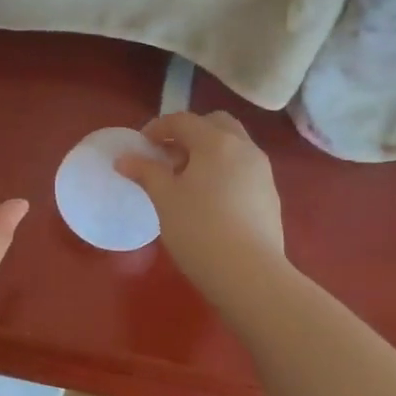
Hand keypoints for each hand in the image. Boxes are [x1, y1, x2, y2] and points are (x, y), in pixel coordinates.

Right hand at [114, 111, 286, 286]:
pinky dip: (225, 171)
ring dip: (209, 152)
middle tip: (169, 157)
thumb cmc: (199, 229)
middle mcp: (244, 148)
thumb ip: (145, 172)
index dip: (158, 128)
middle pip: (216, 124)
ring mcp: (263, 172)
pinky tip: (211, 201)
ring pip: (234, 146)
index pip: (183, 120)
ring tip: (187, 180)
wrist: (250, 275)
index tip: (141, 146)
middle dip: (190, 133)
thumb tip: (124, 159)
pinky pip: (244, 169)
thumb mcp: (164, 199)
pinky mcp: (271, 196)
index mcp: (216, 142)